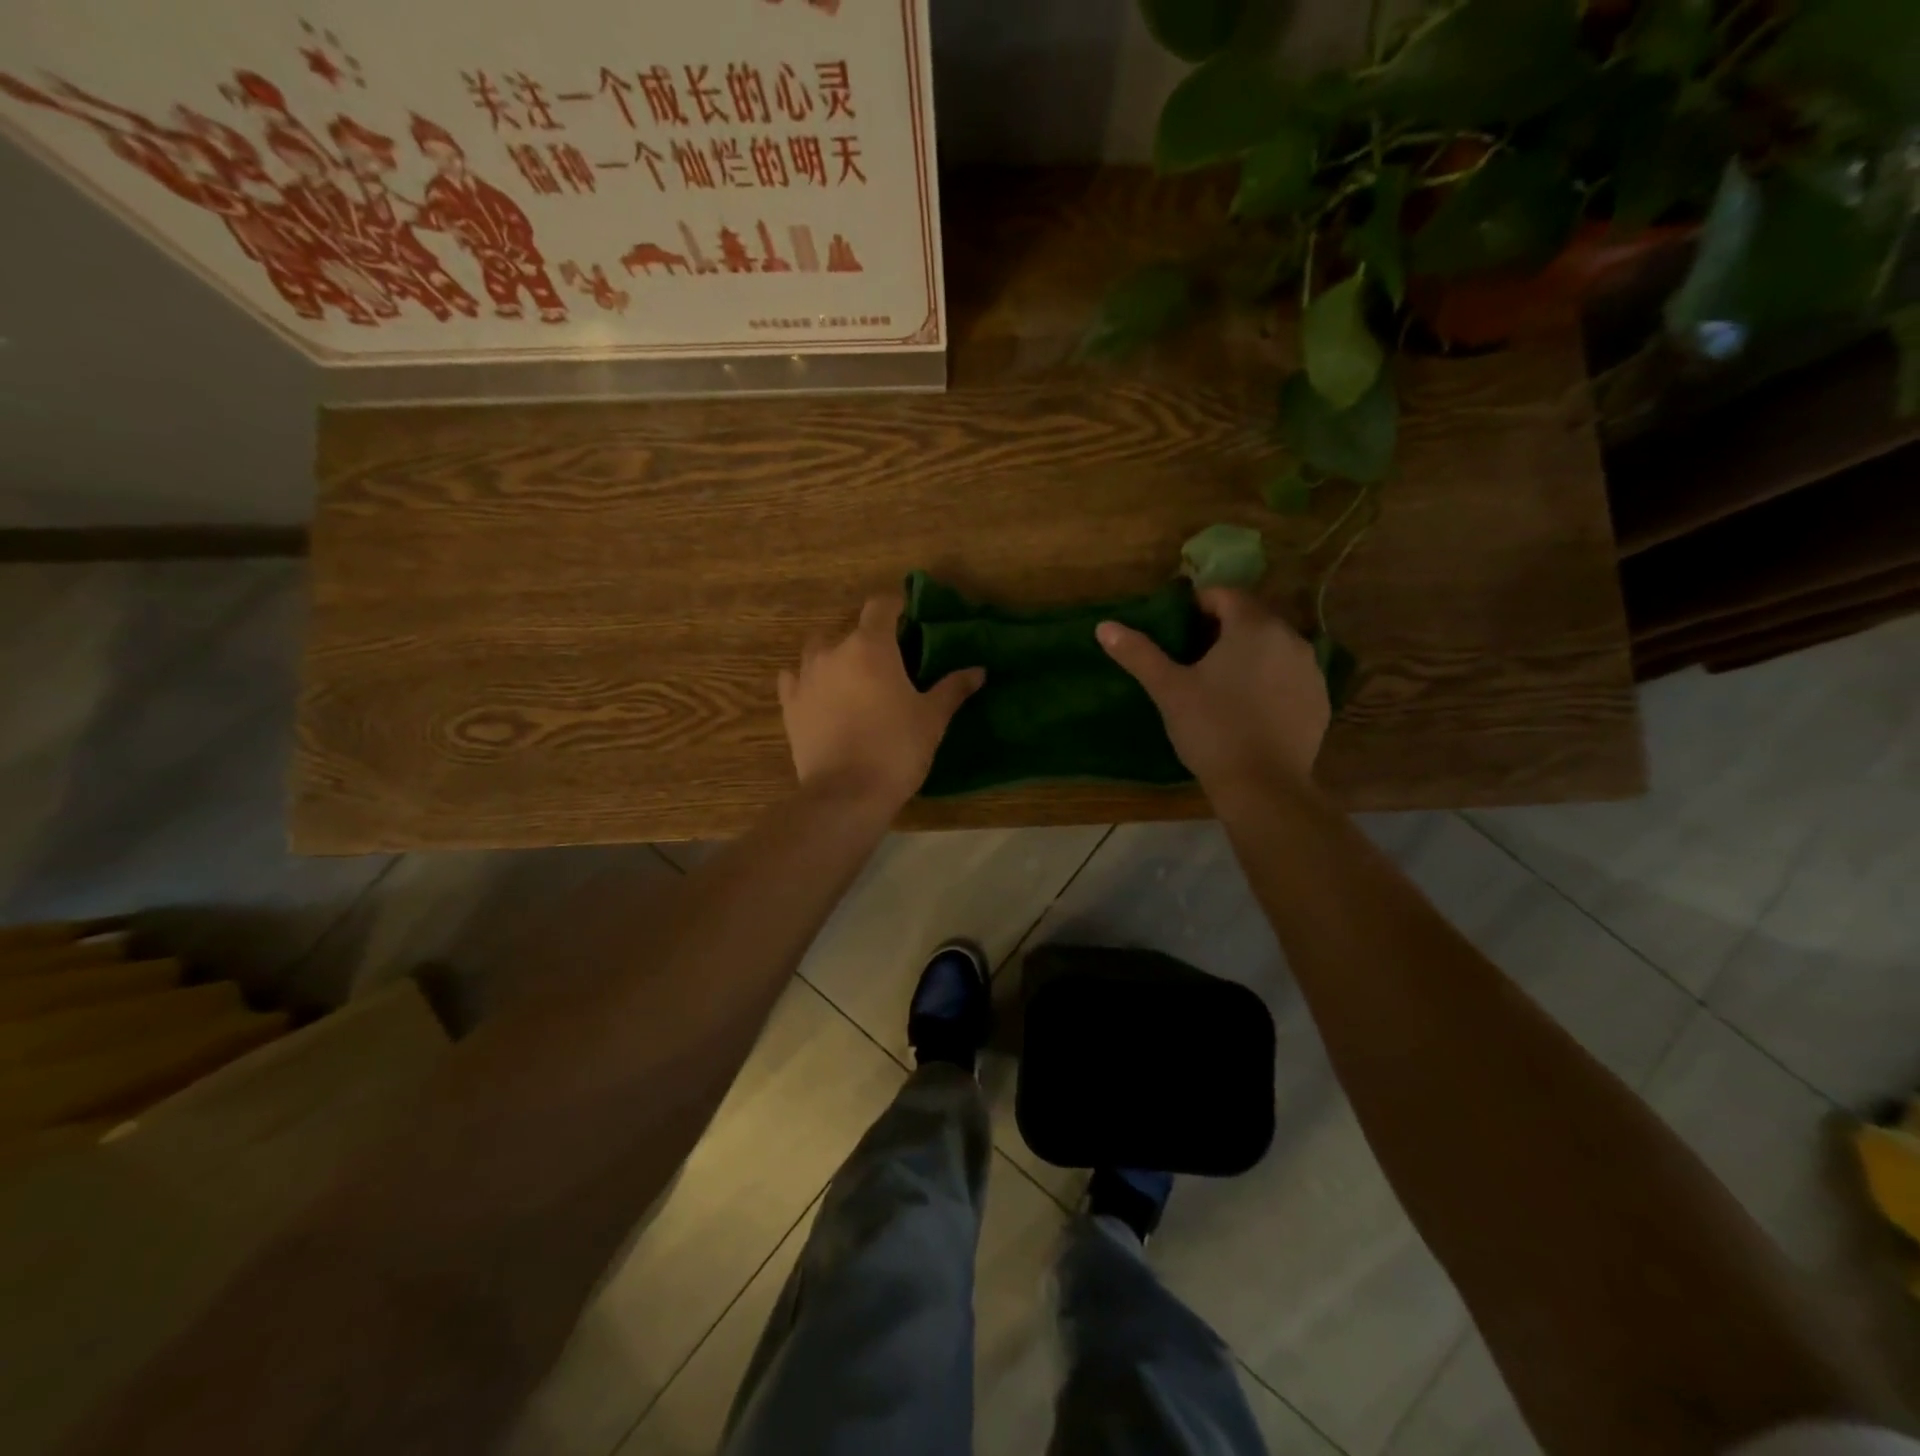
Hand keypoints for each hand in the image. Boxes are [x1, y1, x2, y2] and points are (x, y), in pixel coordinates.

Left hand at [778, 594, 984, 810]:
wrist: (847, 793)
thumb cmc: (896, 748)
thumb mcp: (932, 718)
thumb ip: (953, 688)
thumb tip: (978, 670)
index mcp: (870, 647)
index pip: (880, 606)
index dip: (896, 606)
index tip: (909, 618)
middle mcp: (833, 652)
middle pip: (850, 630)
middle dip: (869, 640)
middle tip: (889, 663)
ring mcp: (805, 677)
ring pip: (819, 651)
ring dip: (836, 657)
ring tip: (854, 680)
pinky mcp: (790, 705)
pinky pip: (794, 679)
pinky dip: (807, 681)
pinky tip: (819, 695)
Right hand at [1097, 588, 1328, 795]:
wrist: (1263, 786)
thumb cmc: (1212, 729)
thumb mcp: (1169, 690)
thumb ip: (1139, 653)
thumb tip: (1104, 626)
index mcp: (1253, 626)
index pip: (1225, 595)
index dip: (1198, 606)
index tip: (1178, 630)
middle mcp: (1290, 638)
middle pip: (1252, 618)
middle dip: (1222, 630)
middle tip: (1193, 660)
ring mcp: (1311, 670)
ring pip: (1273, 647)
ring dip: (1248, 654)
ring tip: (1220, 685)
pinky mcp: (1319, 700)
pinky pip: (1289, 675)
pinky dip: (1270, 680)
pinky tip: (1249, 709)